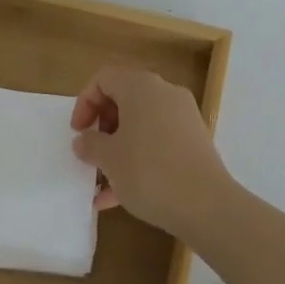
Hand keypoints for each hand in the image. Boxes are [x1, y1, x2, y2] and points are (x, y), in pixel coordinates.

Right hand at [70, 66, 235, 236]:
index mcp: (141, 87)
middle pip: (125, 98)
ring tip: (101, 182)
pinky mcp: (194, 142)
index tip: (78, 132)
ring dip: (118, 148)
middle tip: (92, 152)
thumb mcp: (109, 159)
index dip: (85, 102)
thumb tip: (84, 140)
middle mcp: (165, 94)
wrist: (206, 205)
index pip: (105, 78)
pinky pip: (158, 143)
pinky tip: (119, 197)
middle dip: (103, 126)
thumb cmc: (149, 172)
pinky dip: (139, 160)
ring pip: (141, 124)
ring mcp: (184, 118)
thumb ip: (90, 144)